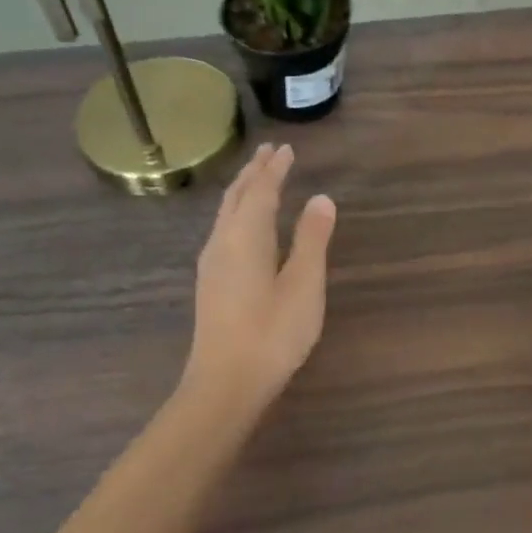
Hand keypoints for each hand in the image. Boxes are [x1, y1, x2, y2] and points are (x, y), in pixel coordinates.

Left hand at [180, 143, 336, 411]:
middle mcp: (222, 241)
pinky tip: (243, 224)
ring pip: (226, 213)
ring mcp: (212, 263)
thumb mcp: (304, 284)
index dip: (275, 168)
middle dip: (254, 172)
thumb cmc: (272, 332)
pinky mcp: (210, 283)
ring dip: (243, 190)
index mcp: (246, 236)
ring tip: (257, 178)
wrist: (225, 383)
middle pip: (237, 196)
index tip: (286, 149)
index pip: (261, 190)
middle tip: (269, 152)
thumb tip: (321, 198)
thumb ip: (312, 238)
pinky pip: (223, 229)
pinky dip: (237, 211)